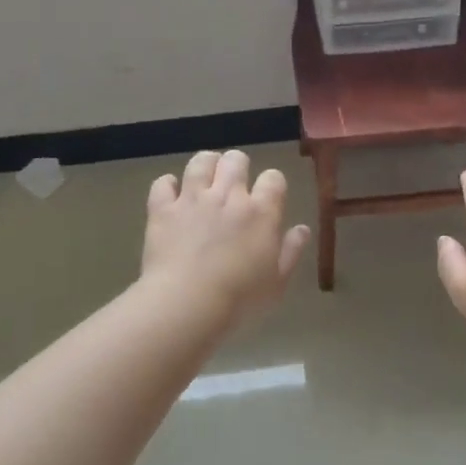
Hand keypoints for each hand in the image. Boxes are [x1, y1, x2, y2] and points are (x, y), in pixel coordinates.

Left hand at [141, 150, 309, 321]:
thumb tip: (302, 229)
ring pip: (201, 162)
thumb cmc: (239, 299)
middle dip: (237, 166)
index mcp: (261, 212)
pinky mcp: (163, 209)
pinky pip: (163, 183)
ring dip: (206, 165)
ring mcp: (193, 199)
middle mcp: (228, 196)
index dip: (272, 183)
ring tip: (205, 177)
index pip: (273, 178)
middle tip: (234, 183)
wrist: (187, 303)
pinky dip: (167, 185)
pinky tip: (171, 195)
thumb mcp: (276, 283)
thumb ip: (291, 252)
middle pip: (236, 160)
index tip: (268, 196)